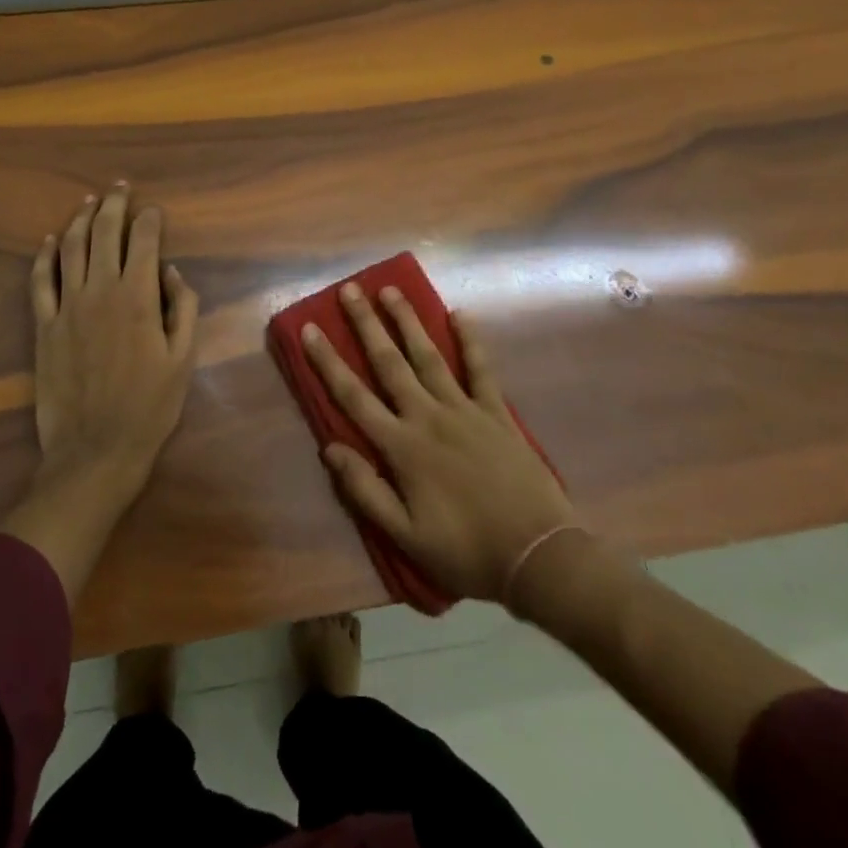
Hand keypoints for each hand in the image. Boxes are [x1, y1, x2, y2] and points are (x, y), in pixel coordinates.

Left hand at [28, 183, 199, 492]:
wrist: (96, 450)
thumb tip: (172, 272)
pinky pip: (40, 281)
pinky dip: (45, 256)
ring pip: (71, 248)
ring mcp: (67, 306)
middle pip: (105, 234)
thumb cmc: (149, 407)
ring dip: (80, 220)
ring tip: (89, 202)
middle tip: (120, 188)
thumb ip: (184, 308)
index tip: (154, 210)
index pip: (144, 241)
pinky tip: (50, 241)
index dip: (150, 219)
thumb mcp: (183, 359)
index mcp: (139, 297)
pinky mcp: (44, 326)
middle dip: (114, 206)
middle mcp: (101, 291)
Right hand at [305, 283, 577, 602]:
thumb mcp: (407, 537)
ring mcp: (465, 410)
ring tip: (390, 290)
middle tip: (349, 290)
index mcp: (402, 447)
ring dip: (407, 321)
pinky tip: (460, 314)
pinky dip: (470, 341)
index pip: (353, 396)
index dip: (328, 362)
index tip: (309, 329)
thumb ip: (365, 491)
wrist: (538, 557)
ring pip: (428, 356)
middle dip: (366, 324)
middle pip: (389, 363)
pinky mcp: (497, 413)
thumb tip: (329, 448)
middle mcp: (428, 417)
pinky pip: (481, 369)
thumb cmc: (466, 551)